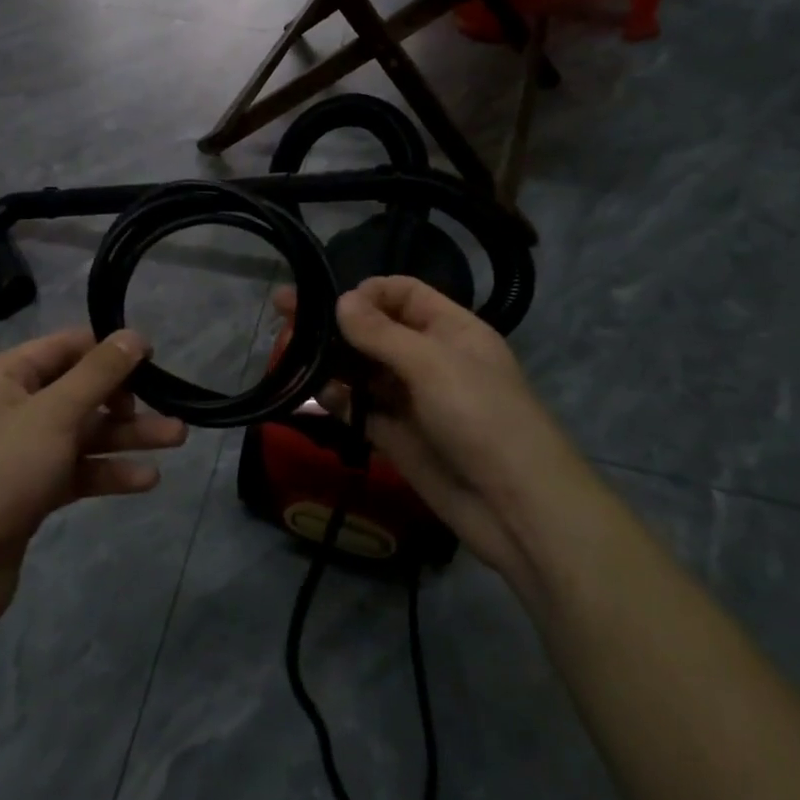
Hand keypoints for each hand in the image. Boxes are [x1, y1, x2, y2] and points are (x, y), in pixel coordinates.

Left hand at [0, 328, 185, 623]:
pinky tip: (146, 480)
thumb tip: (134, 334)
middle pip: (78, 392)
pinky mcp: (29, 492)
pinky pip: (75, 470)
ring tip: (177, 439)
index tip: (153, 358)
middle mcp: (8, 408)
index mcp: (2, 376)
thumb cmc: (3, 468)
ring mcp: (18, 453)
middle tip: (170, 407)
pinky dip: (106, 471)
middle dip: (126, 401)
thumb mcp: (56, 411)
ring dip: (126, 437)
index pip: (64, 347)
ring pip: (82, 434)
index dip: (108, 350)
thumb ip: (99, 372)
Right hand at [279, 277, 573, 578]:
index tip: (331, 301)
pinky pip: (359, 408)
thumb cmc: (481, 416)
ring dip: (329, 359)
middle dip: (334, 321)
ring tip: (288, 351)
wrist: (516, 508)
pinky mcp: (395, 436)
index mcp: (450, 329)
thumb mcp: (432, 364)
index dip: (368, 292)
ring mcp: (411, 399)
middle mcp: (429, 358)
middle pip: (374, 328)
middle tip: (283, 310)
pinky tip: (314, 393)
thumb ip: (381, 332)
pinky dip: (337, 398)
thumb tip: (341, 299)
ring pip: (361, 368)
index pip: (403, 293)